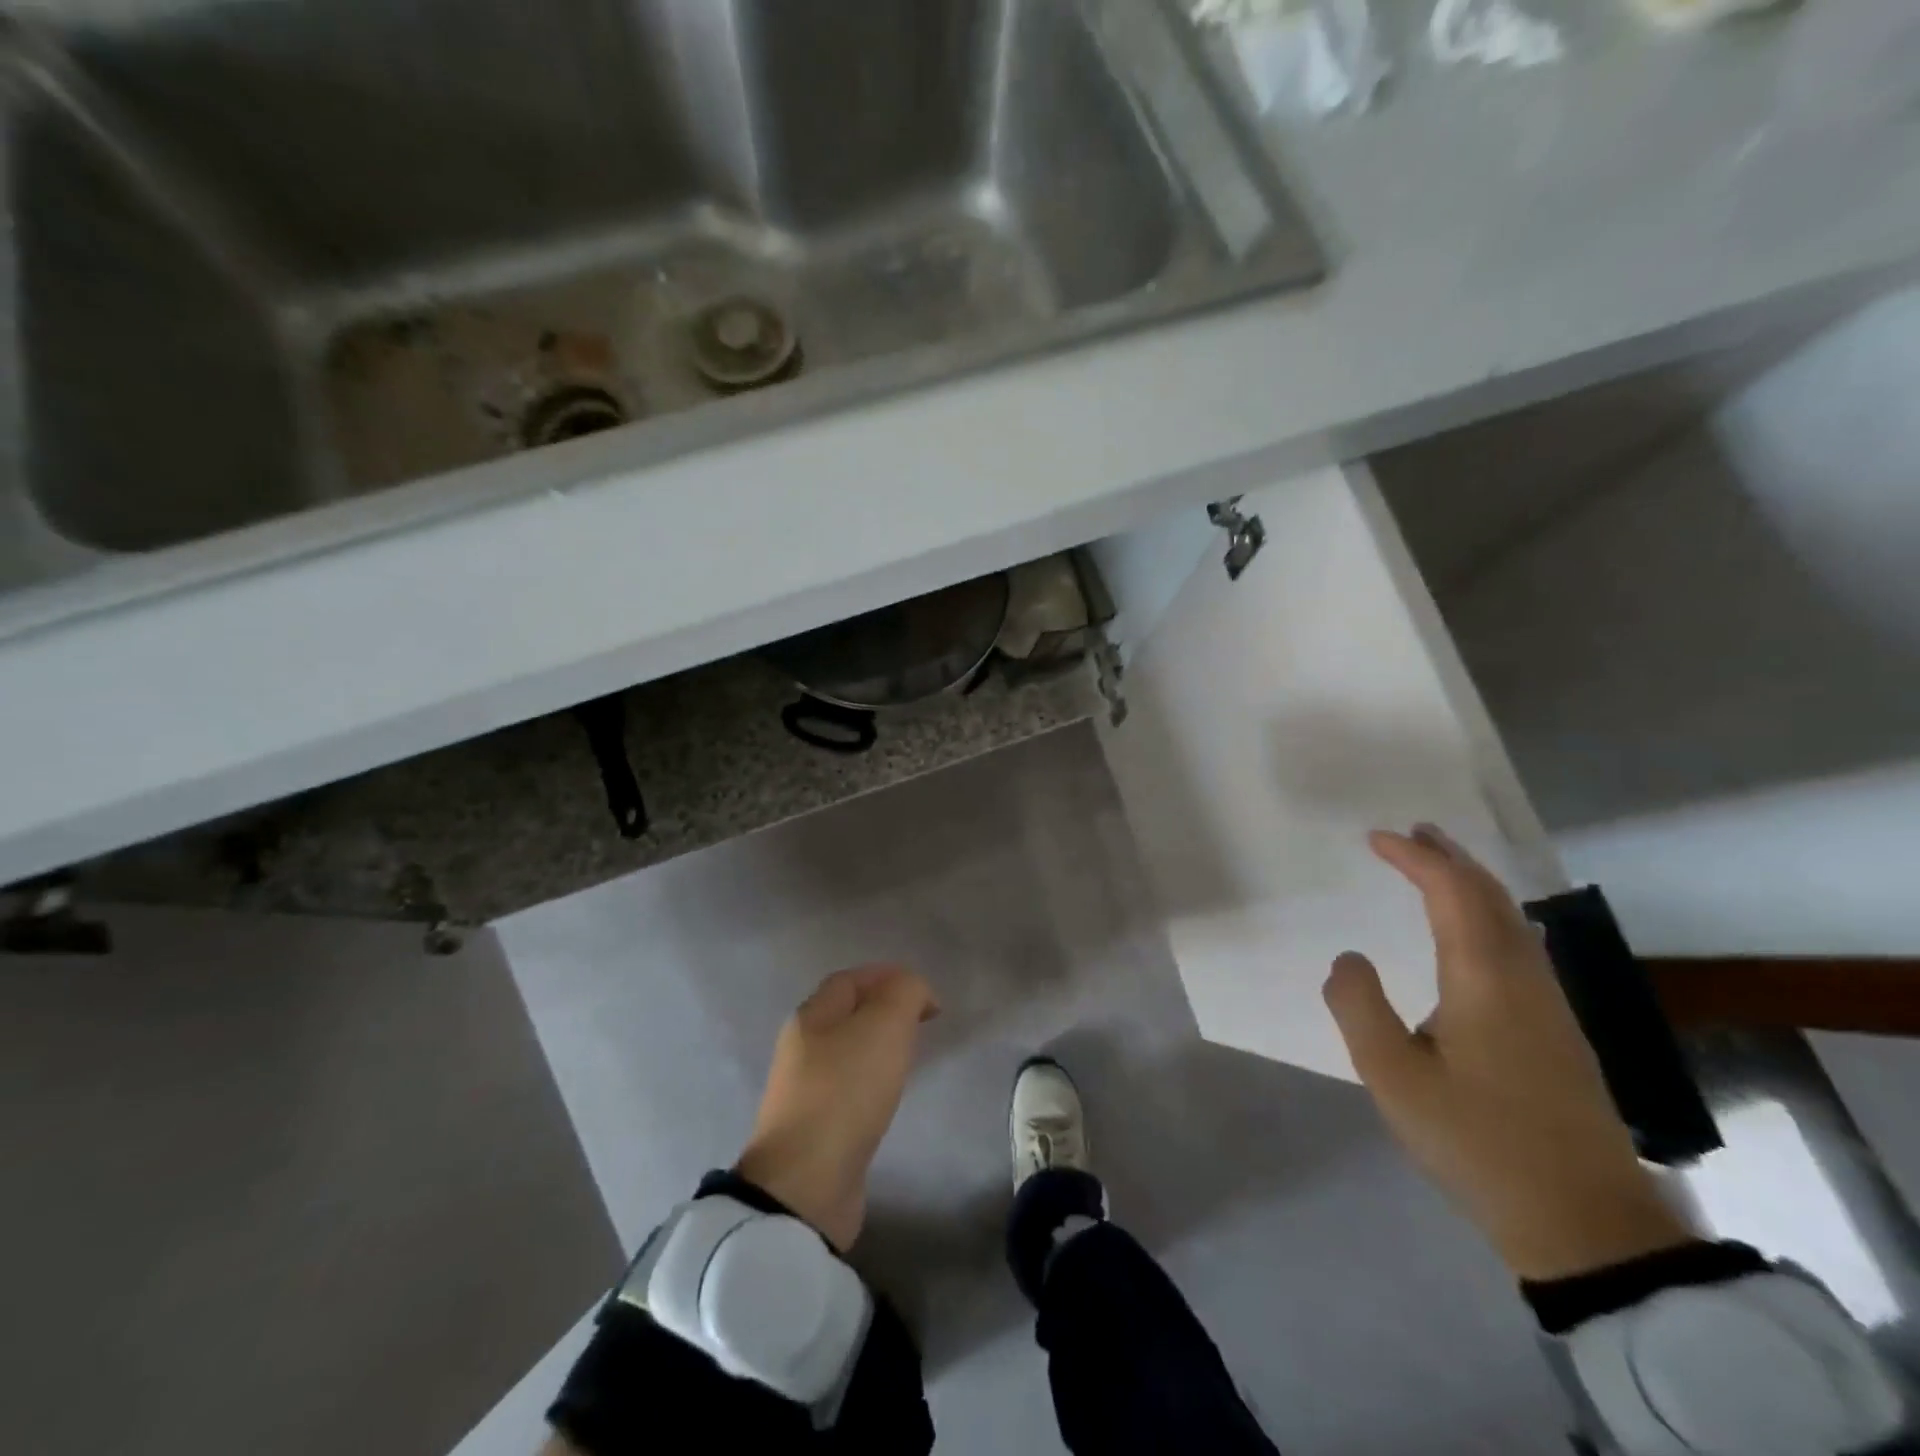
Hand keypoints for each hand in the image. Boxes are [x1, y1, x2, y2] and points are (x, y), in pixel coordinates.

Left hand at [735, 965, 938, 1251]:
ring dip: (876, 1047)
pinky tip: (886, 1097)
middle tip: (920, 1025)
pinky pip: (846, 1089)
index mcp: (811, 1015)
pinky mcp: (812, 1129)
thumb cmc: (846, 1090)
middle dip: (883, 1011)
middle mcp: (801, 1046)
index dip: (888, 977)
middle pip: (845, 1014)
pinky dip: (870, 1082)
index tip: (927, 998)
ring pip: (846, 1052)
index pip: (850, 980)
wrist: (806, 1183)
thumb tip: (913, 990)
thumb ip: (904, 993)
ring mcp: (803, 1090)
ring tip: (908, 1058)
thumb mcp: (884, 1026)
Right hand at [1324, 826, 1693, 1281]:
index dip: (1414, 857)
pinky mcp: (1559, 1032)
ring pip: (1511, 919)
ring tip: (1437, 868)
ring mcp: (1550, 1006)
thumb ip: (1359, 1007)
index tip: (1375, 837)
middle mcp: (1524, 978)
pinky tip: (1475, 933)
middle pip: (1490, 896)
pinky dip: (1488, 915)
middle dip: (1450, 857)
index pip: (1451, 892)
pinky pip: (1520, 945)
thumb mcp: (1393, 1076)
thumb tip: (1350, 958)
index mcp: (1484, 978)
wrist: (1586, 1224)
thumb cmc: (1478, 1142)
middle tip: (1412, 833)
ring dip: (1472, 884)